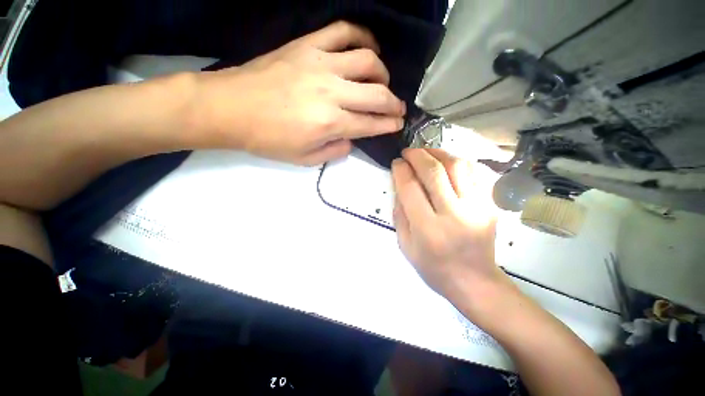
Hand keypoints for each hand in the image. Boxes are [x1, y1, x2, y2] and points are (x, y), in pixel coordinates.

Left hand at [196, 21, 405, 164]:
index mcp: (330, 123)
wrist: (231, 108)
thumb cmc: (268, 139)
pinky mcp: (307, 45)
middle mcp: (331, 92)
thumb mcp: (304, 159)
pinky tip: (368, 48)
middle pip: (377, 94)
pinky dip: (362, 36)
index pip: (370, 124)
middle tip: (398, 108)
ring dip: (382, 73)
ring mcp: (320, 63)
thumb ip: (334, 151)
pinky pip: (343, 31)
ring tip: (382, 82)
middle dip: (394, 103)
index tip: (398, 124)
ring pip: (367, 60)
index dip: (388, 125)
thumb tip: (351, 140)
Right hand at [392, 148, 505, 301]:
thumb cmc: (434, 267)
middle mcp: (453, 214)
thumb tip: (400, 185)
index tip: (396, 163)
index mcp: (427, 228)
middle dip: (417, 155)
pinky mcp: (490, 205)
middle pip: (434, 172)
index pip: (410, 188)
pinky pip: (475, 173)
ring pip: (457, 166)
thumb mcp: (405, 245)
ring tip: (426, 153)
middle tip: (408, 152)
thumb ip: (399, 213)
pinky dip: (458, 162)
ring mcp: (477, 208)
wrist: (474, 281)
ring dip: (438, 153)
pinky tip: (446, 163)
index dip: (400, 170)